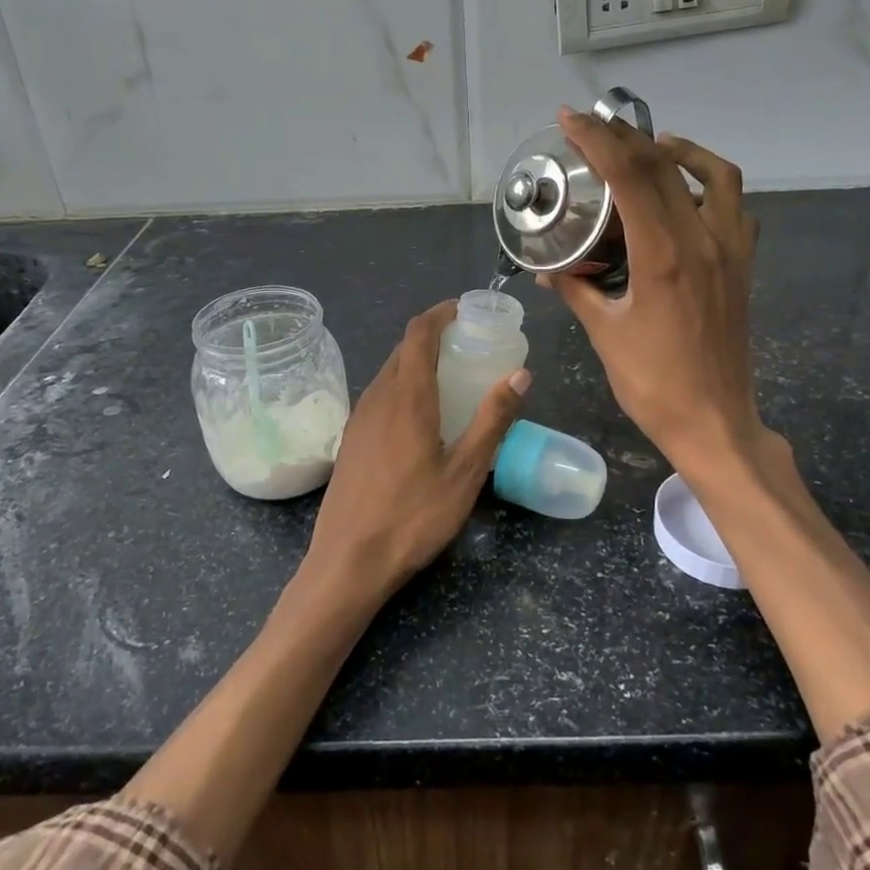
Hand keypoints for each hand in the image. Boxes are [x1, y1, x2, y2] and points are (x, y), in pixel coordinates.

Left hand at [303, 300, 529, 606]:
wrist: (349, 560)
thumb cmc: (414, 516)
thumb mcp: (465, 471)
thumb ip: (492, 419)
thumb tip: (520, 374)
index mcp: (407, 396)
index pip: (419, 333)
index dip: (440, 313)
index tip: (465, 309)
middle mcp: (377, 397)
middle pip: (403, 349)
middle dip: (433, 335)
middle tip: (468, 344)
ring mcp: (359, 418)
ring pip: (389, 372)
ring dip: (417, 362)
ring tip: (450, 376)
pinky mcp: (351, 439)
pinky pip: (379, 395)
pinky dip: (403, 386)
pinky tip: (421, 415)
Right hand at [540, 108, 766, 476]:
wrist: (715, 421)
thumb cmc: (654, 384)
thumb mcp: (606, 334)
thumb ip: (577, 290)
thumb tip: (549, 270)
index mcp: (665, 256)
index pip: (630, 177)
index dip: (597, 141)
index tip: (568, 120)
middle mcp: (704, 240)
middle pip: (665, 166)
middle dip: (625, 138)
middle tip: (593, 128)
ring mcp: (731, 251)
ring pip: (716, 175)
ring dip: (680, 151)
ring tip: (649, 149)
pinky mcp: (743, 266)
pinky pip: (734, 207)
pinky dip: (710, 185)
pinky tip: (685, 197)